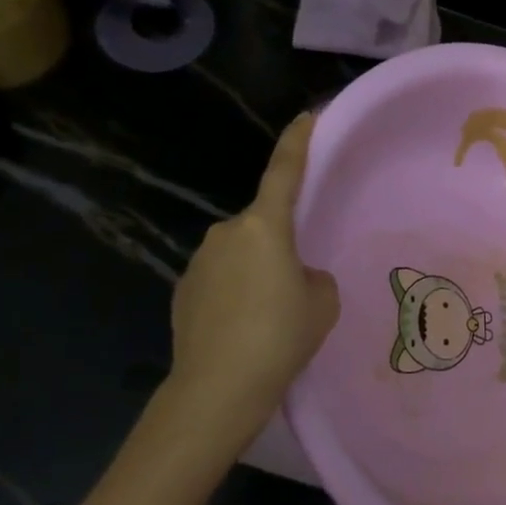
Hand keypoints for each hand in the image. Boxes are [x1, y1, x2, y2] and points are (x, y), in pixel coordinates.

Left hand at [167, 113, 338, 426]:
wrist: (218, 387)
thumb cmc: (281, 337)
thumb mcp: (322, 303)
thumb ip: (313, 277)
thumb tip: (295, 276)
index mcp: (265, 227)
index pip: (284, 172)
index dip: (298, 142)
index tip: (307, 116)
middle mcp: (227, 233)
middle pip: (263, 226)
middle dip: (281, 246)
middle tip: (298, 287)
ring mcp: (199, 261)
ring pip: (241, 255)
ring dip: (257, 272)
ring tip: (270, 317)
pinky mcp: (183, 289)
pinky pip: (221, 279)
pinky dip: (236, 294)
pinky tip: (243, 329)